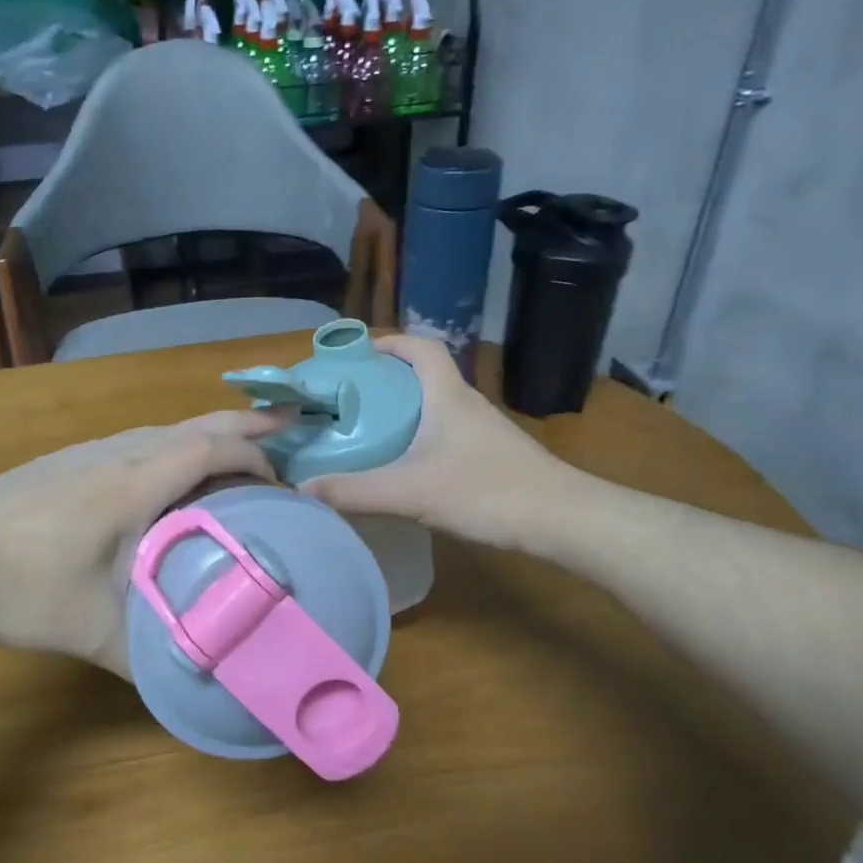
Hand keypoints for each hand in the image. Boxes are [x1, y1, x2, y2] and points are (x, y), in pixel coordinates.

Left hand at [0, 410, 284, 677]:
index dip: (255, 457)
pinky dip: (172, 446)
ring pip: (163, 429)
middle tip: (290, 424)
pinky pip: (136, 440)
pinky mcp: (64, 460)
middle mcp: (117, 453)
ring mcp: (87, 451)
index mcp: (136, 482)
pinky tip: (166, 476)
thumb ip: (150, 659)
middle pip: (195, 423)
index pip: (211, 449)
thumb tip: (196, 685)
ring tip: (236, 456)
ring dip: (207, 435)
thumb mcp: (95, 633)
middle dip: (248, 423)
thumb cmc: (23, 590)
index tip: (281, 486)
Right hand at [299, 334, 567, 549]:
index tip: (357, 354)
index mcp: (447, 395)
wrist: (562, 519)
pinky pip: (448, 433)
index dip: (390, 342)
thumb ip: (354, 491)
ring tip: (369, 431)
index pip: (420, 346)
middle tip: (351, 399)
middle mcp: (466, 404)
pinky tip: (407, 467)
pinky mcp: (492, 456)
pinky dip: (422, 437)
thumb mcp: (410, 492)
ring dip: (405, 410)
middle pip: (424, 375)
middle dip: (387, 380)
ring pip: (436, 406)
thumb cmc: (486, 491)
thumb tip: (301, 488)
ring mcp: (483, 431)